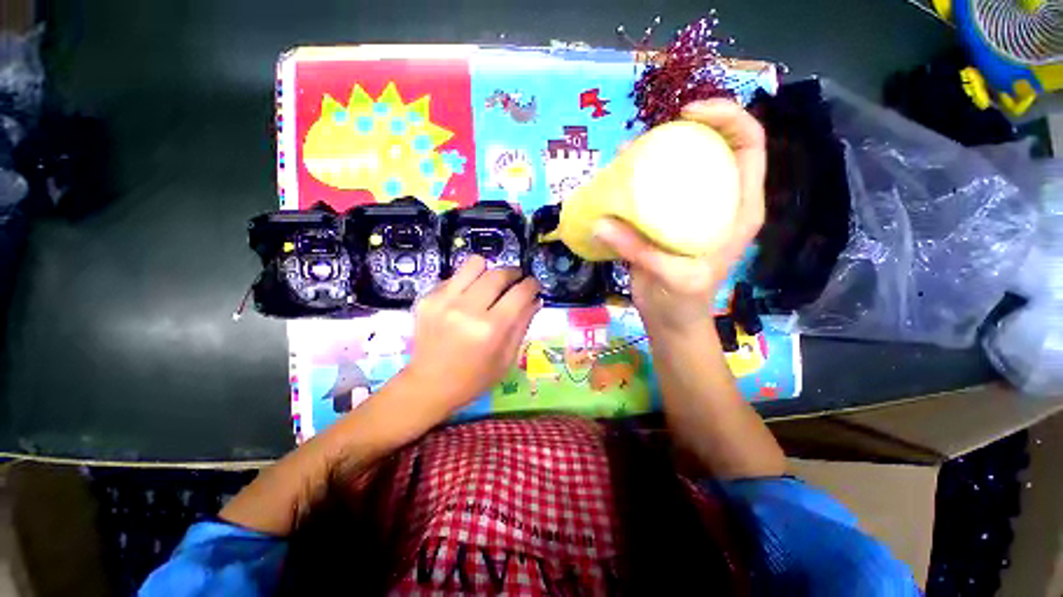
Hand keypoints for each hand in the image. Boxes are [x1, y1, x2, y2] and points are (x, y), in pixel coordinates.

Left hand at [403, 255, 540, 419]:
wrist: (429, 385)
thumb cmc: (474, 378)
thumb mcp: (506, 358)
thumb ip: (522, 325)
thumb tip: (535, 299)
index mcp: (490, 329)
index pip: (519, 293)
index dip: (532, 285)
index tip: (534, 285)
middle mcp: (466, 309)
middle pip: (498, 274)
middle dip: (514, 273)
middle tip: (517, 280)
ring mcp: (443, 301)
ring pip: (475, 264)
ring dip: (489, 271)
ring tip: (491, 284)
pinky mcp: (427, 298)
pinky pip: (455, 276)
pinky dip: (468, 282)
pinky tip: (467, 299)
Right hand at [594, 99, 765, 333]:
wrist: (670, 320)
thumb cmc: (684, 302)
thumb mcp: (672, 277)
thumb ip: (639, 250)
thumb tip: (600, 223)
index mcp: (740, 209)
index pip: (749, 145)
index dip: (726, 118)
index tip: (686, 115)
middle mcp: (720, 202)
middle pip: (715, 147)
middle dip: (689, 129)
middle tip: (651, 135)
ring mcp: (692, 210)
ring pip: (685, 166)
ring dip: (661, 152)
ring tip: (632, 152)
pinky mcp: (668, 220)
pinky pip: (659, 189)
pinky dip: (641, 178)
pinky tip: (621, 177)